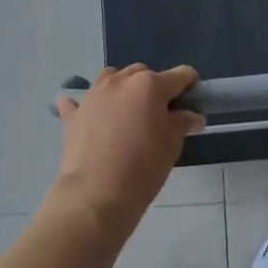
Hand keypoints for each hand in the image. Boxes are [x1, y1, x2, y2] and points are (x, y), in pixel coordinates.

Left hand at [53, 65, 203, 231]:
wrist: (96, 193)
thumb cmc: (143, 166)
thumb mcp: (172, 143)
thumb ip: (183, 122)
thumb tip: (193, 116)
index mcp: (150, 84)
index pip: (180, 75)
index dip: (190, 86)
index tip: (193, 103)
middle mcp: (120, 80)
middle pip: (144, 73)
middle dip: (154, 87)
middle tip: (159, 114)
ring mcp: (94, 94)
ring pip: (112, 78)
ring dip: (122, 88)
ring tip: (127, 112)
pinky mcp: (74, 114)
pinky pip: (80, 101)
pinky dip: (89, 106)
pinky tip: (91, 117)